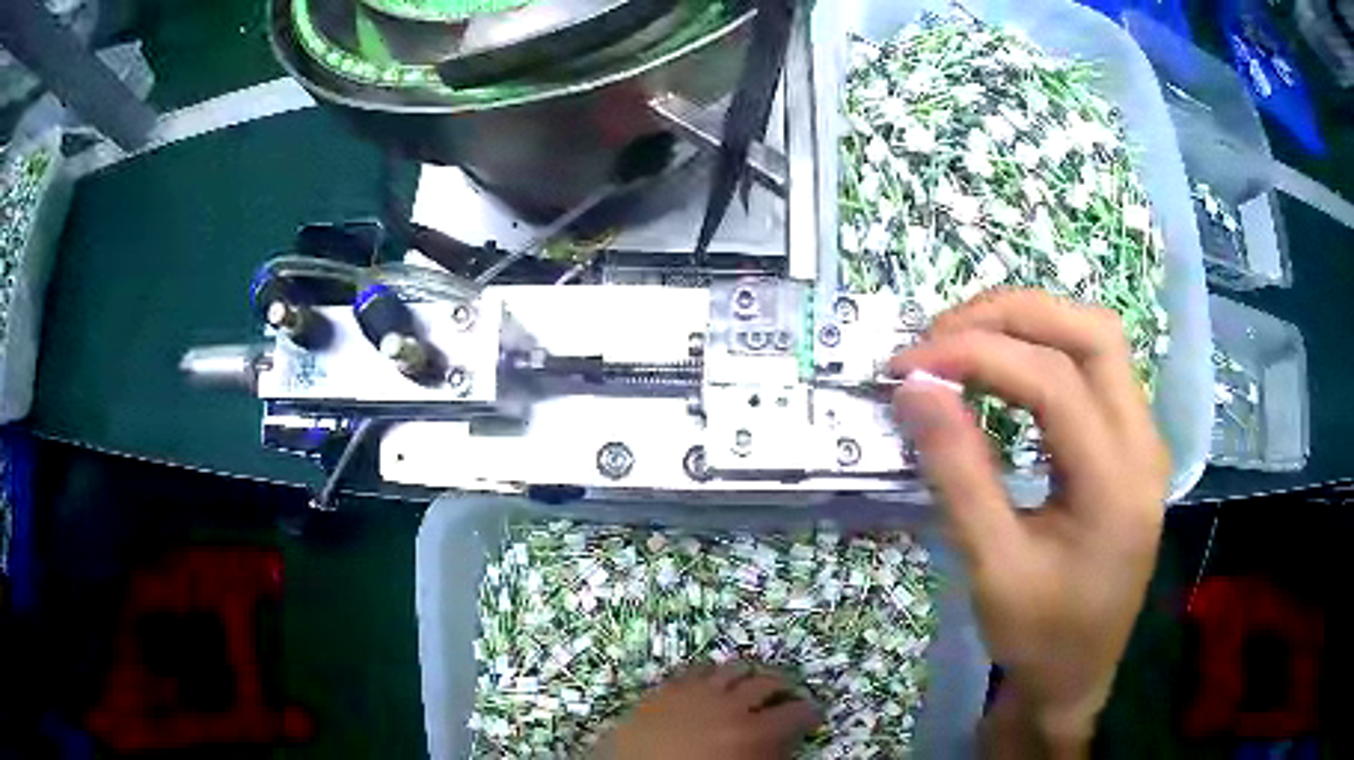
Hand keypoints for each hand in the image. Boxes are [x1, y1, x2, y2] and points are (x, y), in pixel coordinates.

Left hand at [598, 662, 819, 759]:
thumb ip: (769, 756)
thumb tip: (784, 745)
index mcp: (753, 734)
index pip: (796, 714)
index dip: (810, 713)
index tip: (813, 714)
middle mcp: (729, 706)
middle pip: (766, 682)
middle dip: (782, 687)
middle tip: (786, 694)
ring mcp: (694, 693)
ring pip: (732, 669)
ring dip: (747, 675)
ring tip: (751, 681)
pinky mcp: (665, 690)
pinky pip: (695, 670)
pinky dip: (709, 673)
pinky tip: (710, 681)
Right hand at [889, 289, 1168, 755]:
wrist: (1078, 677)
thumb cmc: (1038, 637)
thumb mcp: (992, 568)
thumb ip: (959, 474)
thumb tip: (914, 389)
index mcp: (1118, 484)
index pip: (1054, 381)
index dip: (978, 355)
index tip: (908, 364)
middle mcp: (1144, 445)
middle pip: (1091, 333)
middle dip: (1012, 316)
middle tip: (941, 335)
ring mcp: (1144, 440)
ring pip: (1098, 340)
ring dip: (1031, 325)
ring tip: (966, 342)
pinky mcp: (1131, 445)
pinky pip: (1096, 368)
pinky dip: (1045, 351)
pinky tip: (1006, 372)